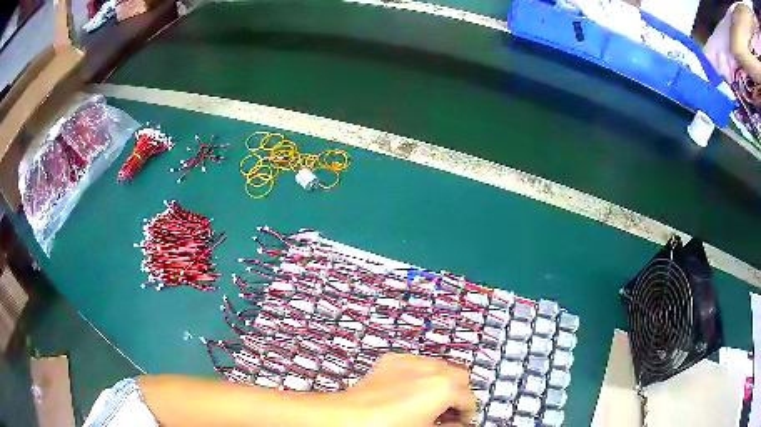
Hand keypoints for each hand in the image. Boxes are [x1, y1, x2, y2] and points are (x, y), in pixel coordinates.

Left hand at [339, 353, 476, 426]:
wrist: (349, 417)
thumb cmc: (384, 426)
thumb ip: (451, 426)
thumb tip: (458, 424)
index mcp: (444, 388)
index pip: (470, 398)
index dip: (467, 413)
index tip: (461, 419)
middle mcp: (431, 369)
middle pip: (459, 376)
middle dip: (457, 392)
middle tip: (447, 409)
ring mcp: (411, 361)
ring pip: (439, 366)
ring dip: (439, 381)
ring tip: (427, 400)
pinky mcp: (392, 360)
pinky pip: (415, 363)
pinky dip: (418, 374)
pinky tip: (408, 390)